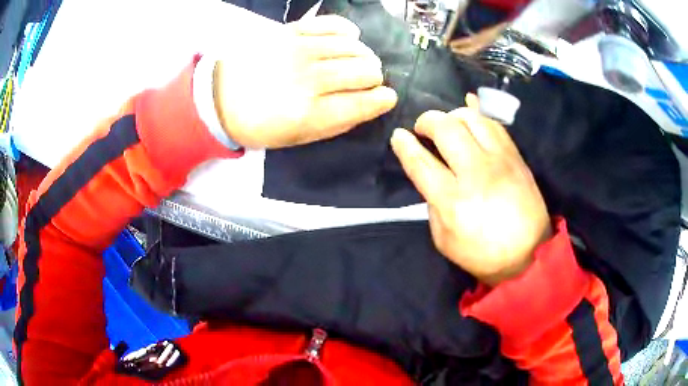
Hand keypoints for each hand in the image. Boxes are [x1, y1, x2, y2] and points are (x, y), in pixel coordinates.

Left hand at [212, 15, 397, 148]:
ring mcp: (299, 51)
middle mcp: (308, 79)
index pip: (363, 103)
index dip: (382, 99)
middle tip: (368, 80)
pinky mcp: (290, 32)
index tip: (387, 97)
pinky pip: (333, 24)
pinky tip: (350, 38)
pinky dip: (348, 31)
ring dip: (364, 56)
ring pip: (354, 47)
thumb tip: (369, 105)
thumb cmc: (259, 124)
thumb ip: (336, 124)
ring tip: (358, 61)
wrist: (219, 97)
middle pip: (364, 71)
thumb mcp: (297, 138)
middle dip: (374, 78)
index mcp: (309, 114)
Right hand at [391, 95, 550, 286]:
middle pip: (445, 128)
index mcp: (452, 200)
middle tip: (422, 128)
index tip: (398, 136)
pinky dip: (478, 110)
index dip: (404, 145)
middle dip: (426, 121)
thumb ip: (432, 205)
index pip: (421, 162)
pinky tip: (469, 105)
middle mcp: (475, 172)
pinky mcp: (515, 156)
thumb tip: (431, 175)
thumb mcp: (444, 239)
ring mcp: (499, 160)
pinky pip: (495, 122)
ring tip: (447, 124)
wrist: (529, 254)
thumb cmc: (482, 253)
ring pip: (470, 118)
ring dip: (451, 115)